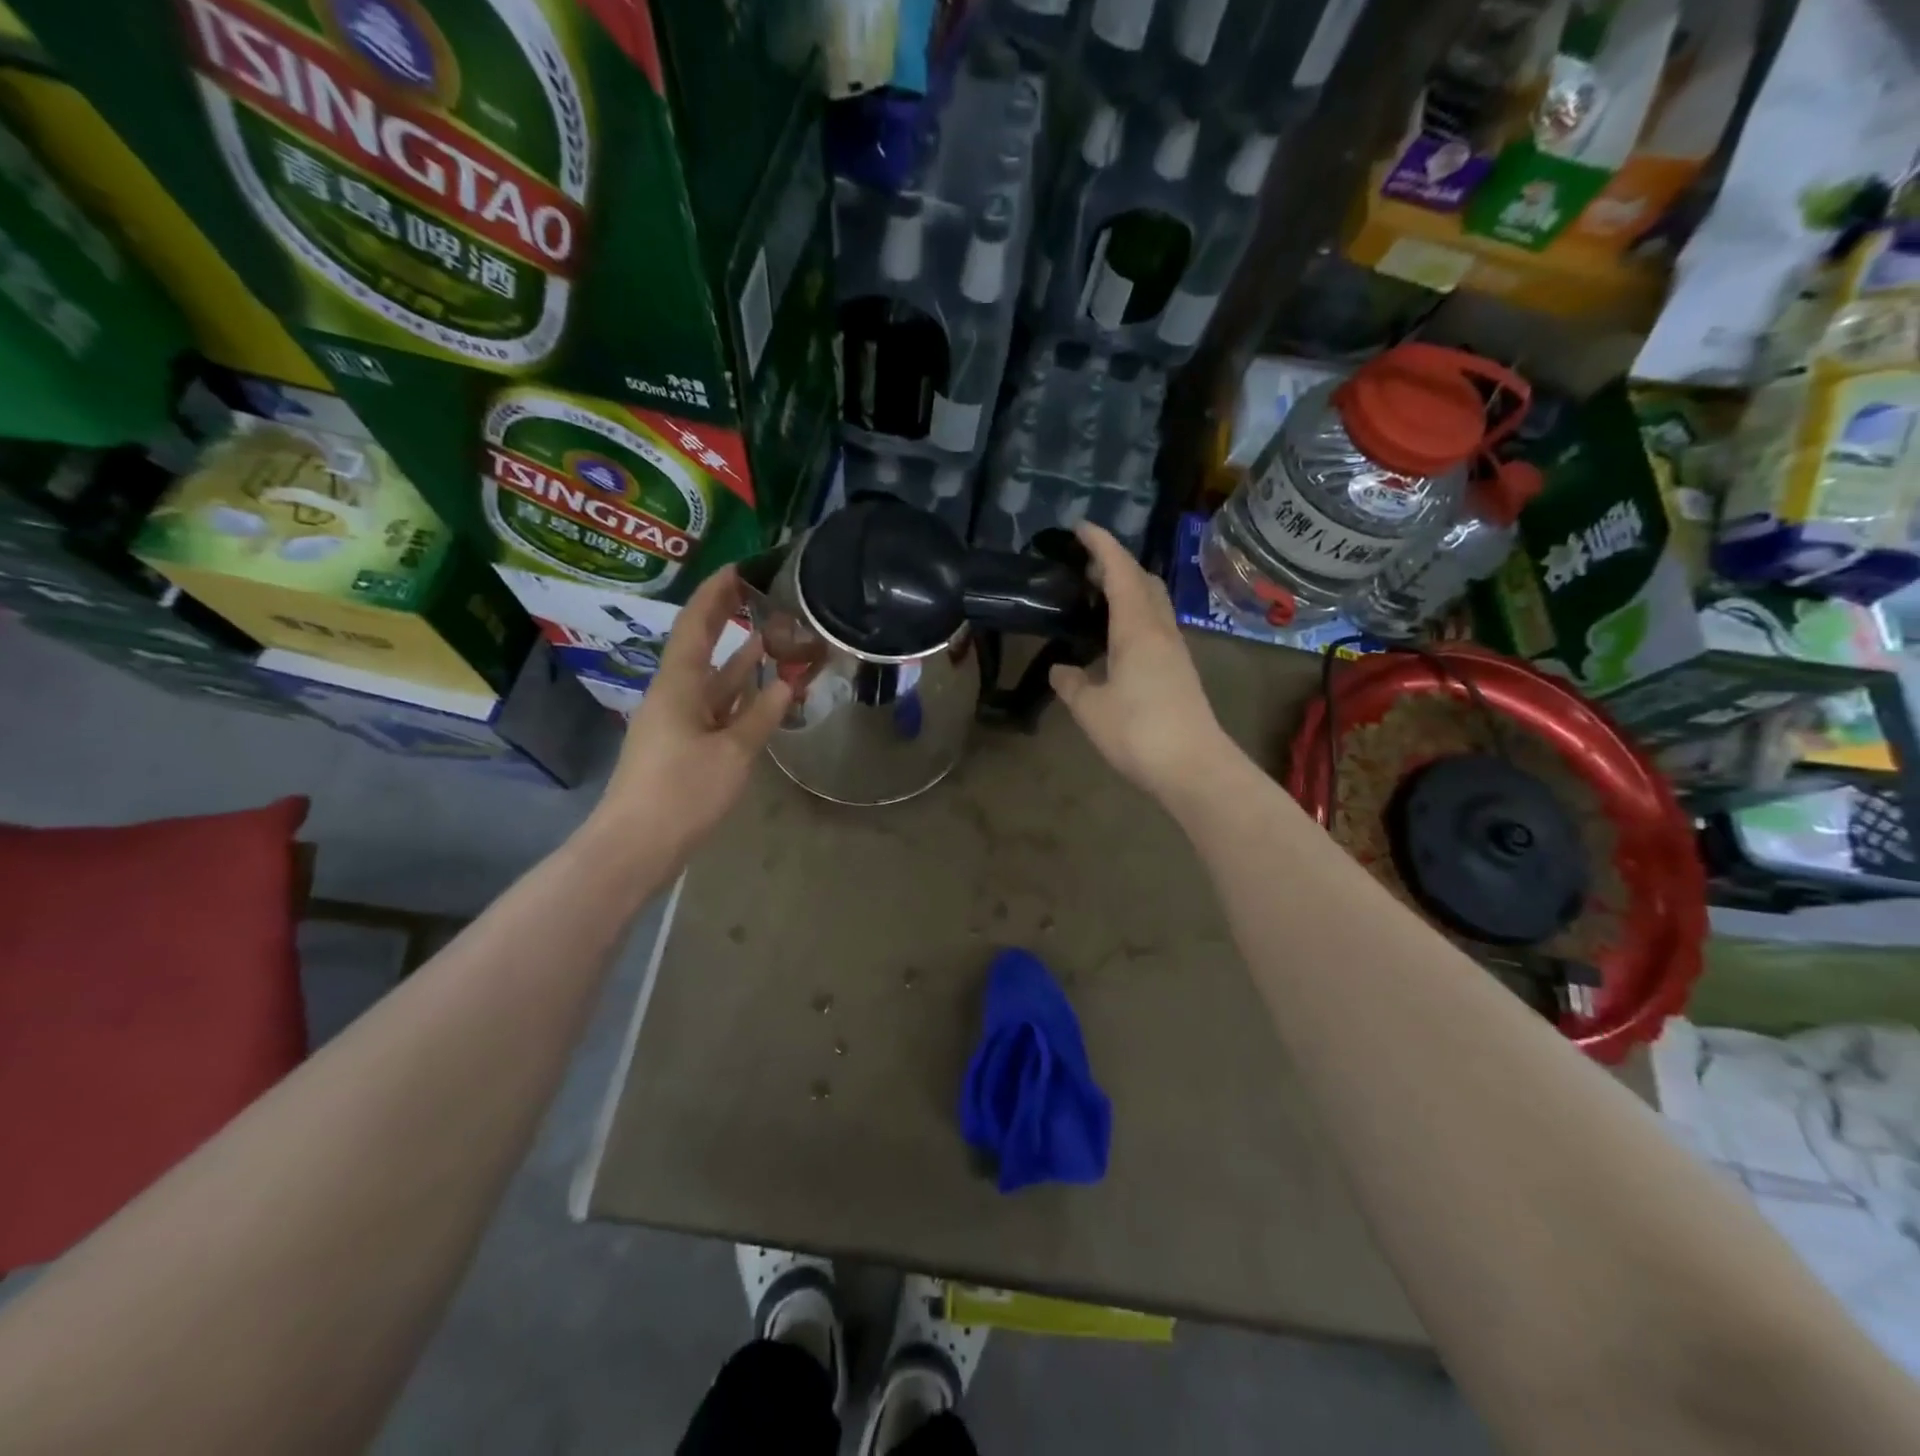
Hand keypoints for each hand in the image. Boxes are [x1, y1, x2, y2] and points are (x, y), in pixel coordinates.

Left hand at [592, 567, 791, 851]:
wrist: (637, 845)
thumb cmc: (682, 792)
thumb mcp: (733, 752)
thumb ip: (762, 714)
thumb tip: (788, 680)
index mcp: (678, 685)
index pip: (696, 624)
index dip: (716, 593)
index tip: (740, 567)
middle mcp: (675, 694)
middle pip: (703, 645)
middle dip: (729, 617)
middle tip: (761, 592)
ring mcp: (679, 721)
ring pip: (714, 679)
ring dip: (741, 658)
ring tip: (776, 633)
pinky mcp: (685, 745)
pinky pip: (717, 708)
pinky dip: (741, 695)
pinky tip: (763, 689)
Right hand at [1049, 524, 1230, 802]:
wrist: (1194, 768)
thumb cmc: (1138, 732)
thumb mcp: (1091, 709)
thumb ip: (1072, 684)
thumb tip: (1060, 669)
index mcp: (1137, 628)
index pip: (1120, 571)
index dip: (1102, 545)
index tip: (1081, 527)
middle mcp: (1160, 630)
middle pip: (1143, 581)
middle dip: (1116, 564)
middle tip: (1085, 566)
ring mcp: (1175, 650)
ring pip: (1153, 604)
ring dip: (1128, 590)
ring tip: (1097, 598)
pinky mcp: (1179, 671)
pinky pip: (1155, 626)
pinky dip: (1134, 616)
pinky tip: (1115, 639)